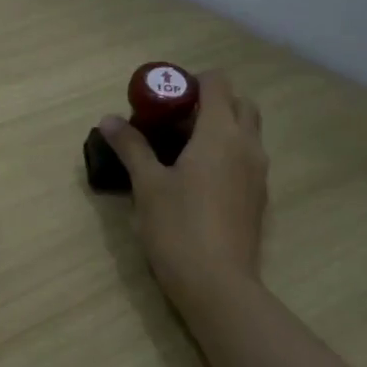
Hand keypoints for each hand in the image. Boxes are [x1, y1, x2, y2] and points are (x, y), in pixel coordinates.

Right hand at [98, 71, 267, 316]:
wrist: (217, 284)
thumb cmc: (178, 227)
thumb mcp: (147, 184)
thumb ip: (131, 147)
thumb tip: (108, 119)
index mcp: (221, 133)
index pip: (218, 83)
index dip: (190, 82)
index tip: (162, 99)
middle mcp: (247, 145)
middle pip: (239, 103)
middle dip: (209, 102)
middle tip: (173, 122)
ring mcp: (258, 173)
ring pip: (245, 132)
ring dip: (219, 128)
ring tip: (180, 150)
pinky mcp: (258, 197)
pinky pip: (245, 158)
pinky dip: (226, 154)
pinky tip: (196, 179)